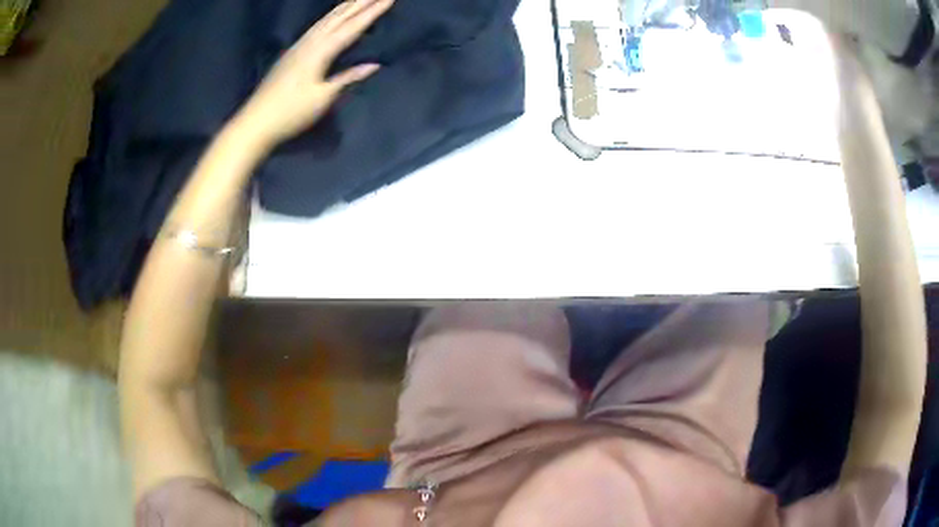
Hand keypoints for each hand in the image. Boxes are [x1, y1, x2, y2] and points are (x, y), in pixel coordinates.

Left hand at [233, 0, 393, 150]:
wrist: (255, 122)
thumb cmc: (290, 113)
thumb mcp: (322, 98)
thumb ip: (347, 78)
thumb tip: (374, 65)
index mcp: (320, 52)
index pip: (352, 27)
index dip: (372, 12)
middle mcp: (310, 43)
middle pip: (339, 17)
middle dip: (360, 2)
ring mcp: (298, 46)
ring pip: (326, 19)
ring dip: (345, 6)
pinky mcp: (292, 53)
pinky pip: (316, 27)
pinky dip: (330, 17)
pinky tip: (332, 17)